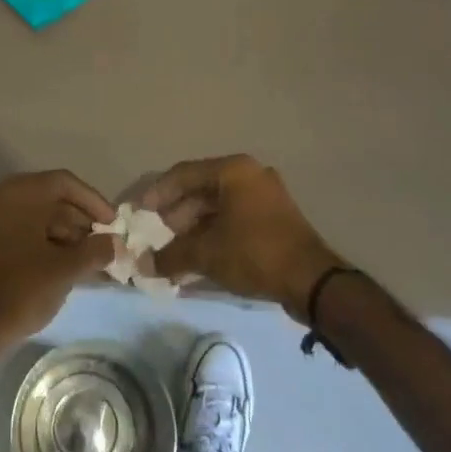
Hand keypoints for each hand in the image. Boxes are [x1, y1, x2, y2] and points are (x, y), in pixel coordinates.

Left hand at [0, 171, 116, 353]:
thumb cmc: (22, 289)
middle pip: (50, 198)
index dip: (93, 201)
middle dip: (81, 220)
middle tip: (105, 243)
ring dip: (66, 234)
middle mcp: (0, 196)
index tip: (113, 223)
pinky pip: (23, 230)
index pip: (64, 183)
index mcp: (18, 193)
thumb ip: (96, 250)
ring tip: (91, 259)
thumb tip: (116, 244)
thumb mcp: (65, 269)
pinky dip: (46, 242)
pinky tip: (68, 264)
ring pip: (37, 215)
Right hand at [142, 155, 345, 320]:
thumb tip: (143, 264)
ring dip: (193, 227)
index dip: (157, 194)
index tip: (138, 213)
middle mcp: (249, 175)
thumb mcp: (206, 253)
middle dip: (175, 215)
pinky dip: (213, 234)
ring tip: (173, 251)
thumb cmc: (254, 252)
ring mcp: (265, 196)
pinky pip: (234, 219)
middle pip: (201, 190)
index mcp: (233, 170)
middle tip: (155, 236)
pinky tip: (197, 256)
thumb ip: (171, 255)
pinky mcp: (274, 218)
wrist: (312, 281)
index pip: (183, 174)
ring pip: (217, 207)